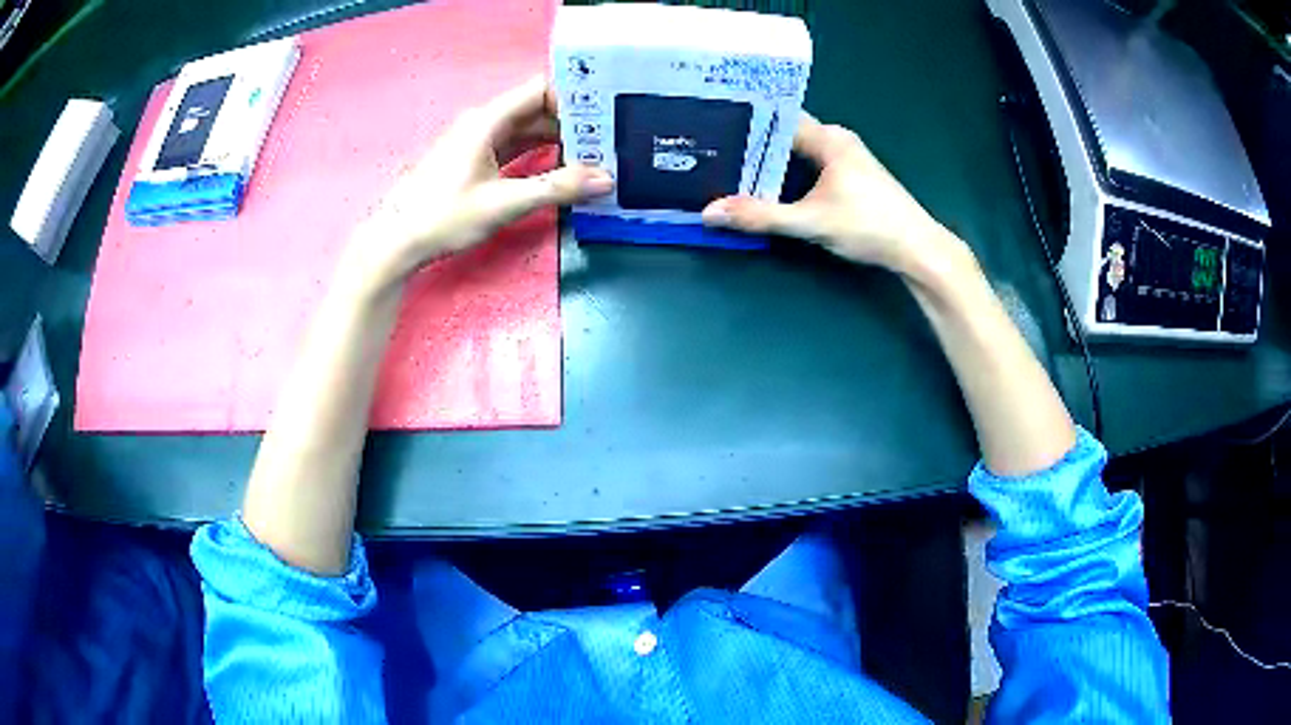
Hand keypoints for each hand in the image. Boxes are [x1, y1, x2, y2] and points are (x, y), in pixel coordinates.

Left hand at [347, 76, 613, 289]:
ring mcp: (477, 141)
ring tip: (593, 155)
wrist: (396, 240)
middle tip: (609, 139)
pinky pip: (515, 146)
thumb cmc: (443, 216)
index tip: (604, 114)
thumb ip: (556, 188)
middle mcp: (484, 122)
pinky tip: (560, 168)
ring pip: (526, 129)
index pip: (540, 90)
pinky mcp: (474, 159)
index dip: (573, 97)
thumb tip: (606, 180)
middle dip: (572, 122)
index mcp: (488, 119)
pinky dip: (538, 153)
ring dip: (557, 140)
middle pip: (536, 109)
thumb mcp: (503, 203)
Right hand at [701, 113, 967, 282]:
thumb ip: (759, 215)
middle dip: (752, 143)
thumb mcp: (810, 222)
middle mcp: (837, 139)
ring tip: (730, 166)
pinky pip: (811, 164)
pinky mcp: (852, 176)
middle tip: (713, 150)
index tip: (712, 125)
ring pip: (799, 151)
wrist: (917, 248)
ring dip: (770, 160)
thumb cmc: (868, 226)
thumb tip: (709, 213)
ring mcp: (847, 157)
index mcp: (828, 138)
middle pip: (786, 134)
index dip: (745, 120)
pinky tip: (768, 186)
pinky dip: (788, 173)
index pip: (777, 117)